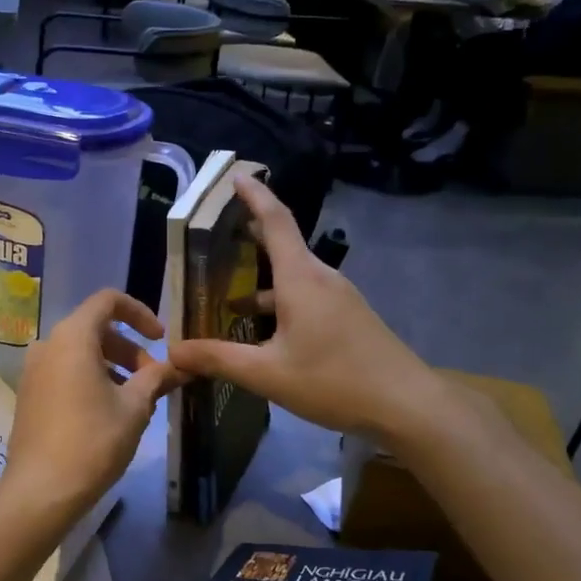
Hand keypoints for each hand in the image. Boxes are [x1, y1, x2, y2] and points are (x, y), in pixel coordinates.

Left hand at [3, 290, 184, 513]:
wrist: (41, 490)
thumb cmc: (93, 441)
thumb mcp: (134, 407)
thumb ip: (156, 378)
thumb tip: (179, 366)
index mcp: (72, 337)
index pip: (108, 301)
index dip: (140, 313)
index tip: (161, 340)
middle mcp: (47, 345)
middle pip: (95, 328)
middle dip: (129, 348)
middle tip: (152, 380)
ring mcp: (33, 371)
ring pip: (79, 353)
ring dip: (112, 366)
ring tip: (135, 400)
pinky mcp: (29, 395)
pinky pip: (64, 372)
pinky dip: (90, 379)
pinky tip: (108, 412)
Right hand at [169, 175, 433, 438]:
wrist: (406, 405)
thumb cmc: (334, 381)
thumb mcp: (267, 374)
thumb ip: (218, 359)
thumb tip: (174, 351)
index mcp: (301, 279)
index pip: (276, 221)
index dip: (255, 196)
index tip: (236, 176)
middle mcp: (321, 279)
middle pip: (282, 247)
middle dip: (250, 240)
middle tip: (216, 240)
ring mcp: (339, 298)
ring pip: (293, 279)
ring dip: (260, 286)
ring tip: (227, 302)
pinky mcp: (349, 318)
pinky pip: (307, 298)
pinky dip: (280, 304)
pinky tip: (264, 334)